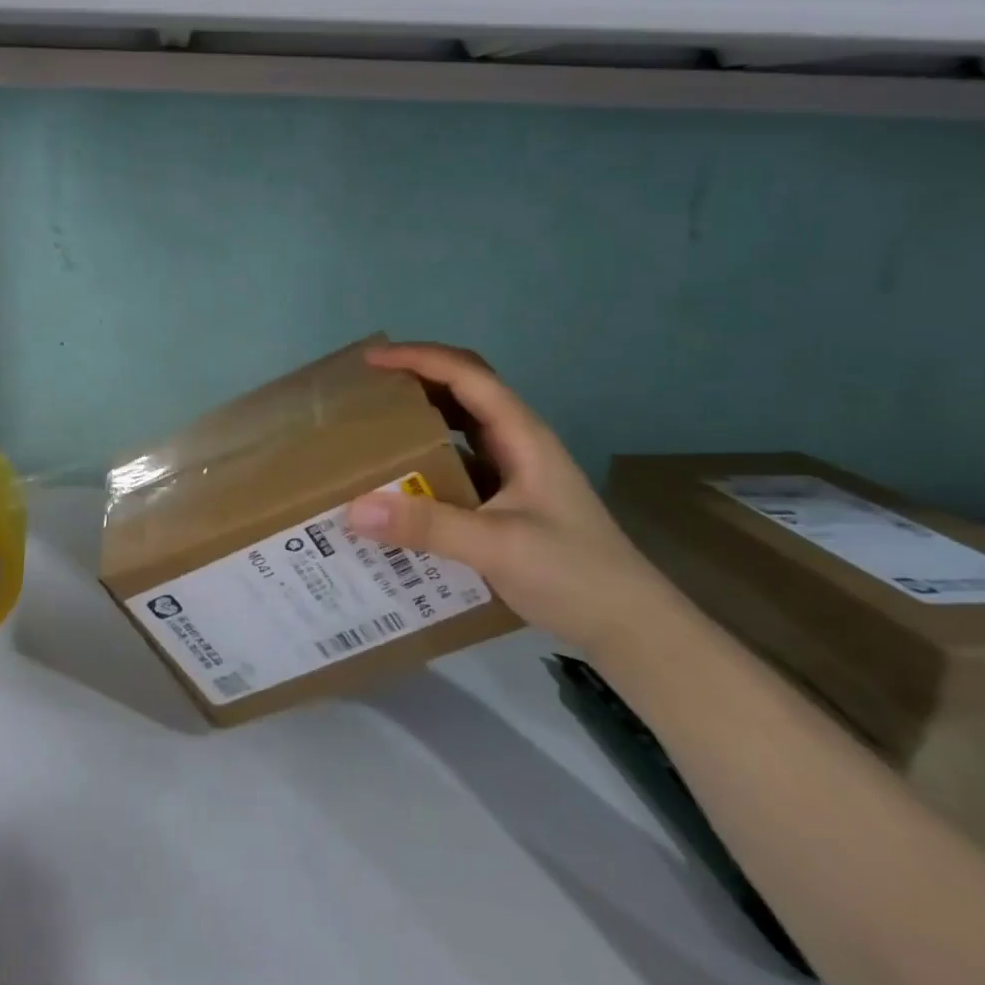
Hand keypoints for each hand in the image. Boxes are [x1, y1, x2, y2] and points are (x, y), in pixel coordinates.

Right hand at [347, 343, 685, 662]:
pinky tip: (400, 484)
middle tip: (367, 390)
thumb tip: (354, 509)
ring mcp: (514, 472)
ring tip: (373, 429)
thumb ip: (428, 525)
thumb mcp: (497, 546)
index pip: (466, 375)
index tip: (370, 361)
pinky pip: (459, 466)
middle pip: (464, 391)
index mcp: (522, 435)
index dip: (418, 358)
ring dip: (420, 419)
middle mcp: (517, 443)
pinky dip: (427, 462)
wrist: (630, 626)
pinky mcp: (507, 502)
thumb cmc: (573, 573)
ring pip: (461, 428)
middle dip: (416, 380)